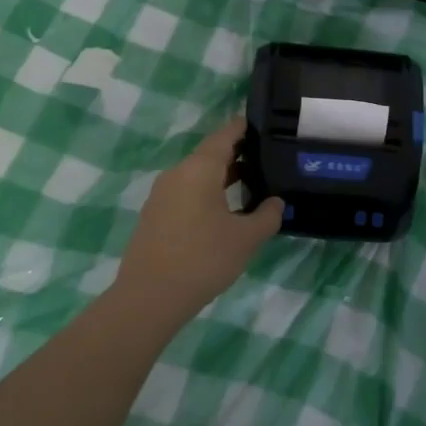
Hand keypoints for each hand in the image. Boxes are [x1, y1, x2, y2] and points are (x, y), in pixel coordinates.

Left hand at [112, 117, 283, 322]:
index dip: (245, 128)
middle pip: (210, 154)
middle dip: (238, 155)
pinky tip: (223, 212)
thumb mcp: (246, 239)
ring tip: (250, 187)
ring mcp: (162, 194)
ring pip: (197, 175)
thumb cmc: (203, 259)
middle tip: (267, 161)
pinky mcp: (154, 214)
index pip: (225, 135)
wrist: (149, 297)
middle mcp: (177, 173)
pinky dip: (206, 192)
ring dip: (222, 177)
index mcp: (199, 169)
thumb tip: (275, 202)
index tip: (267, 128)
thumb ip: (267, 215)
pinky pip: (186, 192)